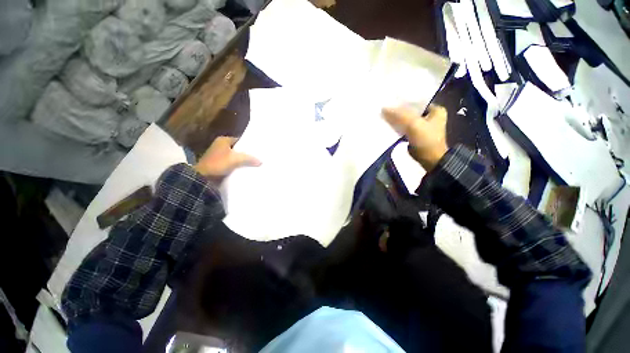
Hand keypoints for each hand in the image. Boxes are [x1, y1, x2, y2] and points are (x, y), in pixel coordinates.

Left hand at [194, 136, 260, 179]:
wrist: (203, 178)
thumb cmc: (218, 164)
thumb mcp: (236, 159)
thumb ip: (249, 159)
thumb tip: (261, 161)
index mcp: (223, 140)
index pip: (240, 140)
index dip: (249, 145)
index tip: (257, 149)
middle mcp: (220, 146)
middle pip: (238, 149)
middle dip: (247, 154)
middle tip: (258, 157)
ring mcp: (219, 156)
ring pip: (235, 157)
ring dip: (242, 161)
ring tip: (254, 164)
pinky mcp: (219, 165)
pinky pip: (232, 164)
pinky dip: (238, 166)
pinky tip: (246, 170)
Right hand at [382, 104, 447, 170]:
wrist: (430, 160)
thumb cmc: (426, 140)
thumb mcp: (414, 124)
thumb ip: (400, 115)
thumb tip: (384, 108)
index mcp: (436, 110)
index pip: (417, 101)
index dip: (404, 101)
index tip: (391, 100)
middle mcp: (430, 116)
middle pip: (411, 110)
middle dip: (399, 110)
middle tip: (386, 107)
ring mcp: (423, 126)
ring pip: (407, 119)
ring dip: (397, 119)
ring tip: (384, 115)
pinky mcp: (415, 135)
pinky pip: (404, 127)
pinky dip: (397, 126)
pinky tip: (388, 124)